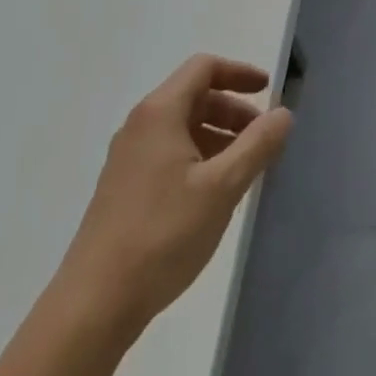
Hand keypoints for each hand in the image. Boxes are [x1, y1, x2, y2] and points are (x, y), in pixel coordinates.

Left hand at [52, 55, 292, 342]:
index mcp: (160, 113)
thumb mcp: (223, 187)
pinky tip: (213, 194)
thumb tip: (283, 114)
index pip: (204, 68)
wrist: (92, 307)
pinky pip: (168, 153)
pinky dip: (198, 156)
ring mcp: (127, 159)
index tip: (268, 90)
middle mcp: (140, 126)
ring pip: (181, 127)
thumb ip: (258, 145)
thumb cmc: (163, 235)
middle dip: (232, 109)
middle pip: (194, 96)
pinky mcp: (123, 189)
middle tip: (262, 137)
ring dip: (218, 135)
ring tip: (244, 168)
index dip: (239, 72)